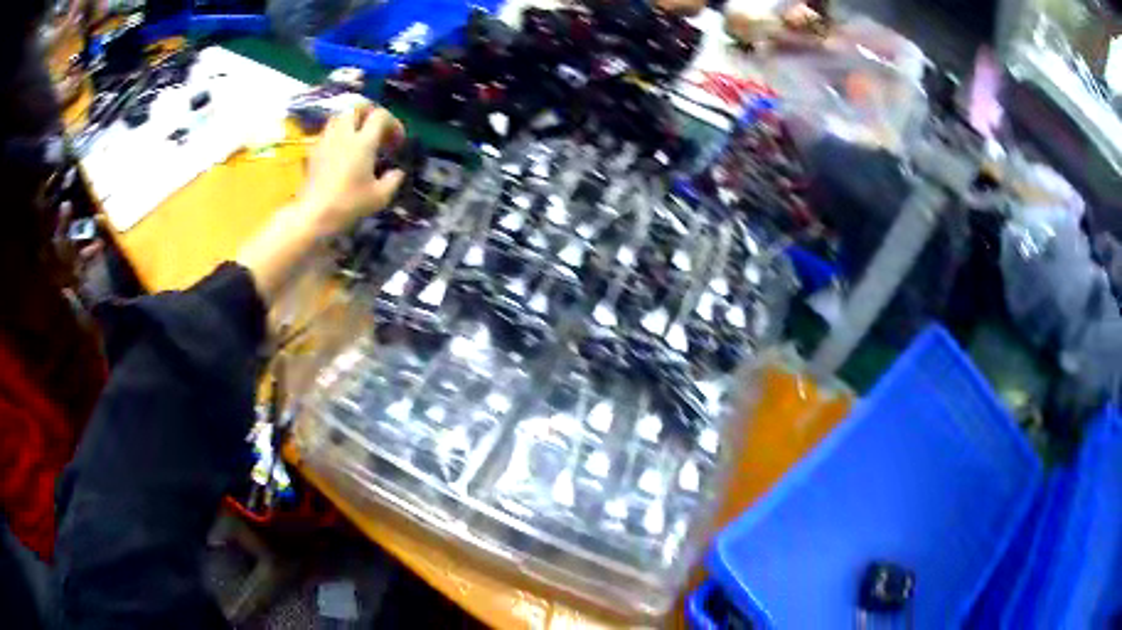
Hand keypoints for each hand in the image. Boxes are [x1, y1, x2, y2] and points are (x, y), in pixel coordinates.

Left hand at [299, 105, 405, 238]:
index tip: (397, 141)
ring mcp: (326, 140)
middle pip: (357, 107)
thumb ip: (393, 180)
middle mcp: (344, 134)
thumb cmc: (348, 204)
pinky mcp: (314, 150)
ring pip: (340, 116)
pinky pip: (329, 131)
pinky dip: (339, 133)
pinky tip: (342, 150)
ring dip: (352, 120)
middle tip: (377, 128)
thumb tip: (397, 172)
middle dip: (370, 113)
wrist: (313, 215)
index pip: (380, 116)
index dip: (393, 123)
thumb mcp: (379, 197)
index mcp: (363, 141)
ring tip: (359, 137)